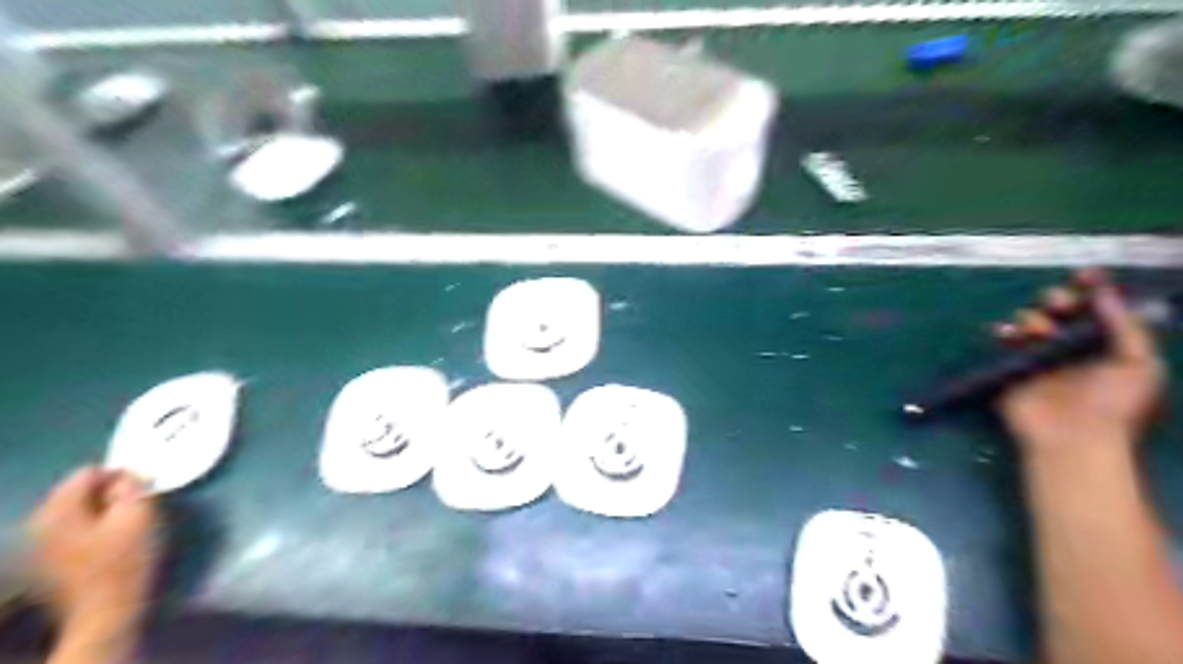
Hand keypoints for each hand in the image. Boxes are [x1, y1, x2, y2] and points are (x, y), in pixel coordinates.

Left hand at [28, 466, 156, 633]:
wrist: (105, 611)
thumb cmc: (126, 560)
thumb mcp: (139, 516)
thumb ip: (132, 488)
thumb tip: (126, 475)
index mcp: (57, 510)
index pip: (87, 473)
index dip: (119, 475)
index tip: (143, 488)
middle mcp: (37, 523)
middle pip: (76, 492)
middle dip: (108, 494)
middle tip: (137, 507)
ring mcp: (36, 544)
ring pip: (73, 511)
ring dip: (100, 511)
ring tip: (125, 525)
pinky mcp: (44, 560)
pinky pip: (69, 529)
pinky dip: (90, 527)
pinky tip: (108, 542)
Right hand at [997, 268, 1160, 450]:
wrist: (1073, 438)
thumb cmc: (1113, 404)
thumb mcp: (1140, 365)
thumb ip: (1127, 326)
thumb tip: (1105, 293)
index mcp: (1106, 343)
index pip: (1098, 307)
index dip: (1092, 287)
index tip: (1083, 273)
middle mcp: (1072, 344)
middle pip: (1060, 309)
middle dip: (1057, 299)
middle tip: (1057, 304)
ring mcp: (1040, 355)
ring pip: (1030, 320)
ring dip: (1032, 318)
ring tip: (1036, 331)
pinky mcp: (1012, 366)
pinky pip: (1004, 341)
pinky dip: (1002, 333)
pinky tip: (1006, 335)